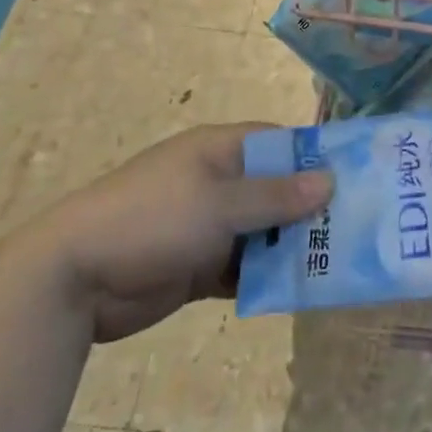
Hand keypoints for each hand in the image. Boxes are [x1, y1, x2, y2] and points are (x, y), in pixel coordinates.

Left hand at [33, 122, 332, 342]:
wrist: (73, 279)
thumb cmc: (152, 220)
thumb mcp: (219, 203)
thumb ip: (275, 196)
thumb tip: (329, 181)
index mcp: (220, 150)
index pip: (279, 143)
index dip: (315, 157)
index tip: (357, 177)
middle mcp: (217, 182)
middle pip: (275, 189)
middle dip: (310, 208)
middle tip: (358, 227)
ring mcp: (206, 224)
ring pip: (263, 230)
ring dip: (292, 245)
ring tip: (339, 262)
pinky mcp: (198, 264)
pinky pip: (244, 265)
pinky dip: (266, 274)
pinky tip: (300, 289)